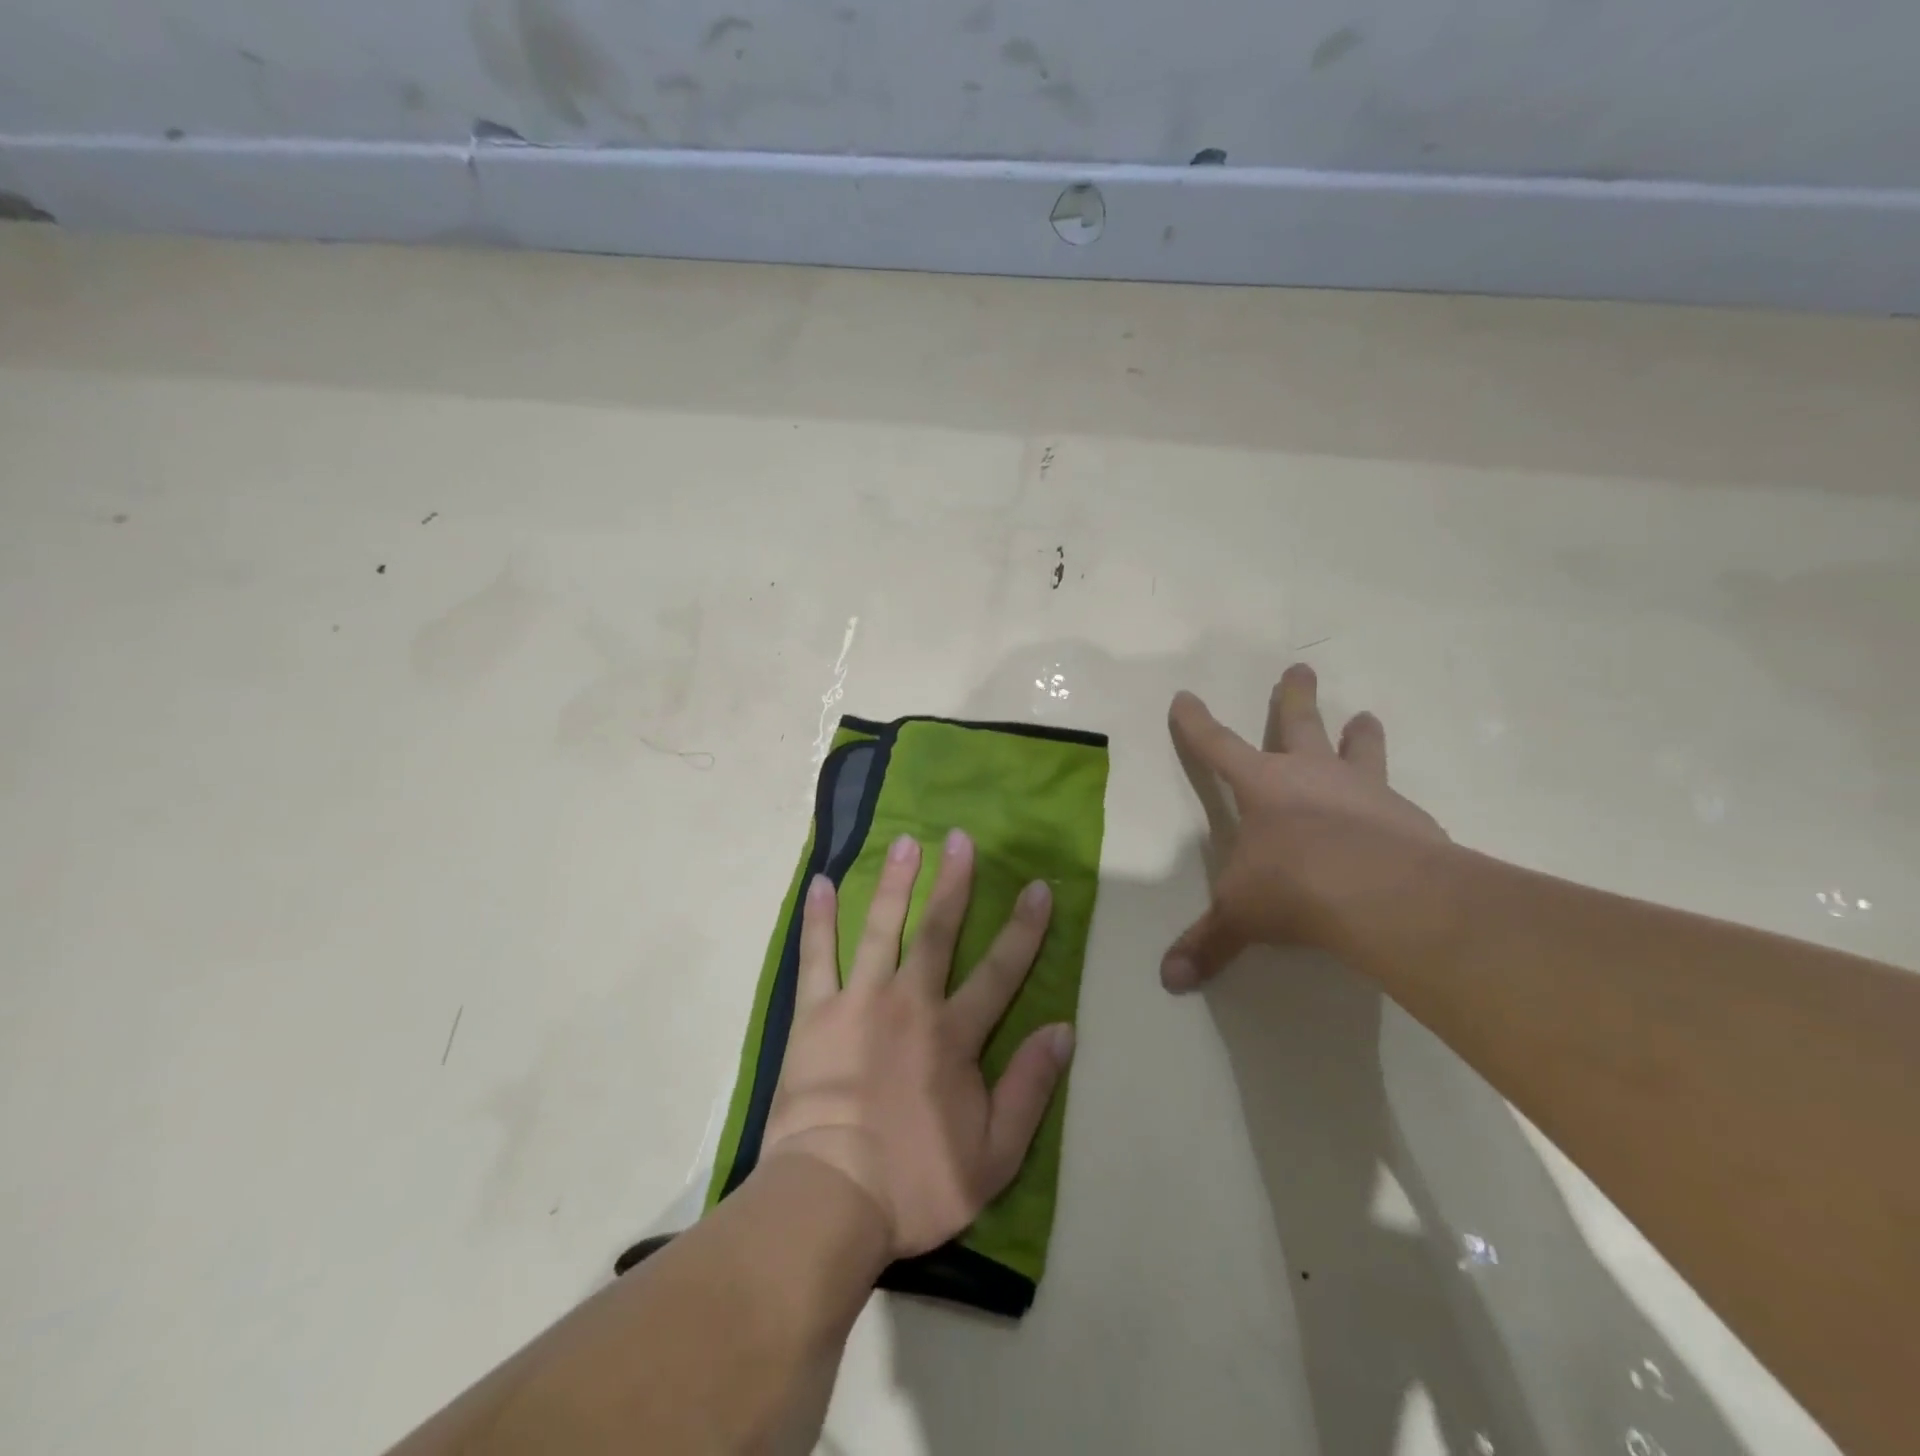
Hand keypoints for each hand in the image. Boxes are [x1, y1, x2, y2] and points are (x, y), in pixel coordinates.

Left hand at [758, 830, 1074, 1258]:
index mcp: (954, 1035)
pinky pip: (817, 957)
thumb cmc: (916, 1183)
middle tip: (960, 838)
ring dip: (895, 883)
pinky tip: (822, 884)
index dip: (1023, 928)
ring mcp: (858, 1002)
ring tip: (904, 842)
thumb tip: (1063, 1028)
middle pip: (938, 931)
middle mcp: (910, 1003)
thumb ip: (1030, 1087)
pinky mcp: (814, 1014)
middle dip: (954, 883)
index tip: (1037, 887)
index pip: (1000, 971)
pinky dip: (819, 920)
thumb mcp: (994, 1154)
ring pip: (881, 929)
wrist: (830, 1199)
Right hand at [1162, 663, 1450, 990]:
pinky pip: (1396, 798)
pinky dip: (1393, 797)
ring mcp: (1363, 789)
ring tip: (1367, 716)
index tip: (1185, 697)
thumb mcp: (1240, 915)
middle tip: (1301, 666)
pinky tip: (1403, 809)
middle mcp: (1310, 775)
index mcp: (1261, 786)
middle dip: (1294, 696)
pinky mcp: (1407, 815)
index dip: (1197, 723)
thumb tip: (1169, 981)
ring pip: (1358, 748)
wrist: (1379, 892)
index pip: (1216, 745)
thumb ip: (1208, 943)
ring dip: (1359, 733)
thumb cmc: (1292, 886)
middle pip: (1298, 723)